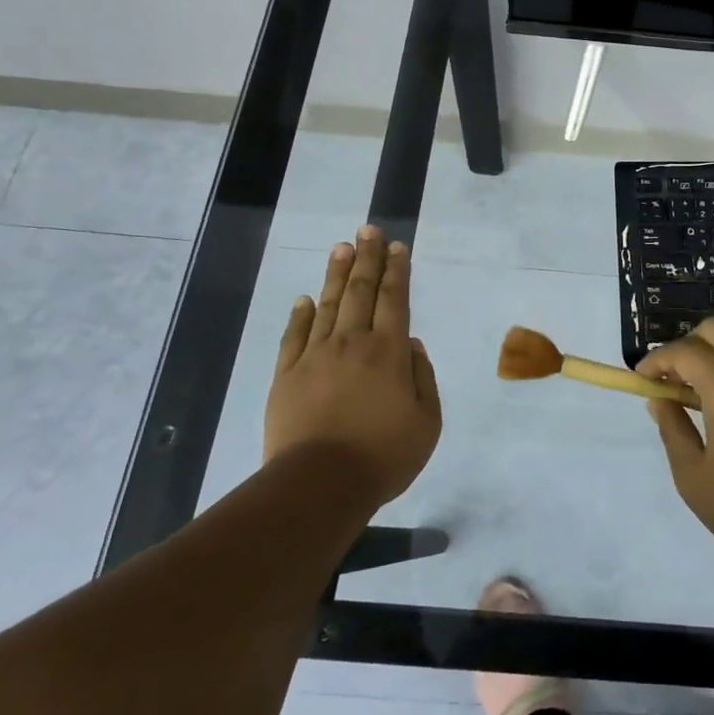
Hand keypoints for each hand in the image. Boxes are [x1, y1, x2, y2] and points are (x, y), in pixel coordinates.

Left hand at [264, 226, 441, 511]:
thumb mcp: (426, 422)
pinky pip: (294, 336)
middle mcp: (352, 343)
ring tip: (341, 247)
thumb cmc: (383, 456)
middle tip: (367, 230)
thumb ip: (422, 378)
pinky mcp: (287, 375)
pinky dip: (300, 314)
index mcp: (389, 352)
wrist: (319, 484)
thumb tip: (411, 344)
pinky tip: (304, 299)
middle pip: (361, 291)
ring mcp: (315, 356)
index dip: (397, 270)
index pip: (395, 299)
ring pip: (327, 304)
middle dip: (367, 258)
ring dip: (336, 274)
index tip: (397, 246)